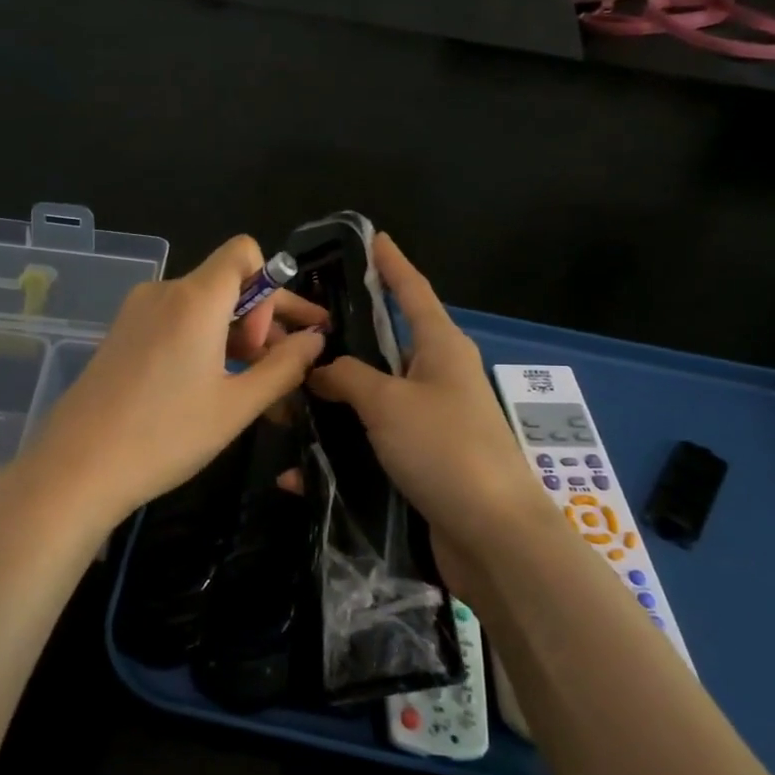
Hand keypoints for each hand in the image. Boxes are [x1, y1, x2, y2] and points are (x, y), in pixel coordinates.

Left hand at [25, 236, 328, 529]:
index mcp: (194, 298)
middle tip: (282, 367)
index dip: (270, 287)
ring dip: (233, 336)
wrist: (76, 469)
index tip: (268, 340)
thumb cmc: (165, 436)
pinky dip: (203, 343)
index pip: (244, 252)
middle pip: (226, 282)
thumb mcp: (237, 405)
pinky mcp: (121, 335)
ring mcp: (136, 313)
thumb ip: (285, 366)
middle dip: (261, 318)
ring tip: (251, 386)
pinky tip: (211, 387)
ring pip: (202, 307)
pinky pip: (175, 323)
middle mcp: (163, 292)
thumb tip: (315, 339)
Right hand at [308, 234, 551, 564]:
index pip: (412, 291)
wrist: (492, 536)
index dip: (391, 264)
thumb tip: (320, 368)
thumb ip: (348, 377)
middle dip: (342, 339)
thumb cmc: (445, 449)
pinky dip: (337, 454)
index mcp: (441, 348)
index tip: (373, 238)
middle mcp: (437, 377)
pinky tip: (298, 472)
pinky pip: (369, 444)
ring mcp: (428, 421)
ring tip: (281, 399)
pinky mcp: (418, 461)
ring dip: (329, 401)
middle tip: (294, 329)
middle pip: (384, 346)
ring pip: (369, 398)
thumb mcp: (389, 402)